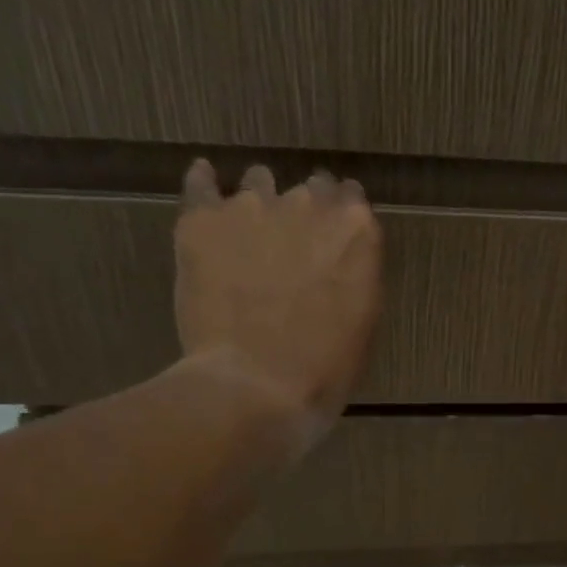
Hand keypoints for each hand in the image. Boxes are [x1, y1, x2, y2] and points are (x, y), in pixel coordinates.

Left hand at [173, 159, 381, 421]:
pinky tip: (206, 184)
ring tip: (251, 229)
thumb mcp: (364, 322)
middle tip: (297, 240)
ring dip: (261, 201)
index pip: (352, 200)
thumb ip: (355, 276)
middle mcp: (308, 205)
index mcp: (356, 231)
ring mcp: (252, 207)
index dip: (342, 217)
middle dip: (306, 208)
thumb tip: (339, 261)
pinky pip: (202, 183)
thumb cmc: (326, 368)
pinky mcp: (203, 220)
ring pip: (260, 182)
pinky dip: (206, 182)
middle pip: (310, 188)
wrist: (257, 385)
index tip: (335, 235)